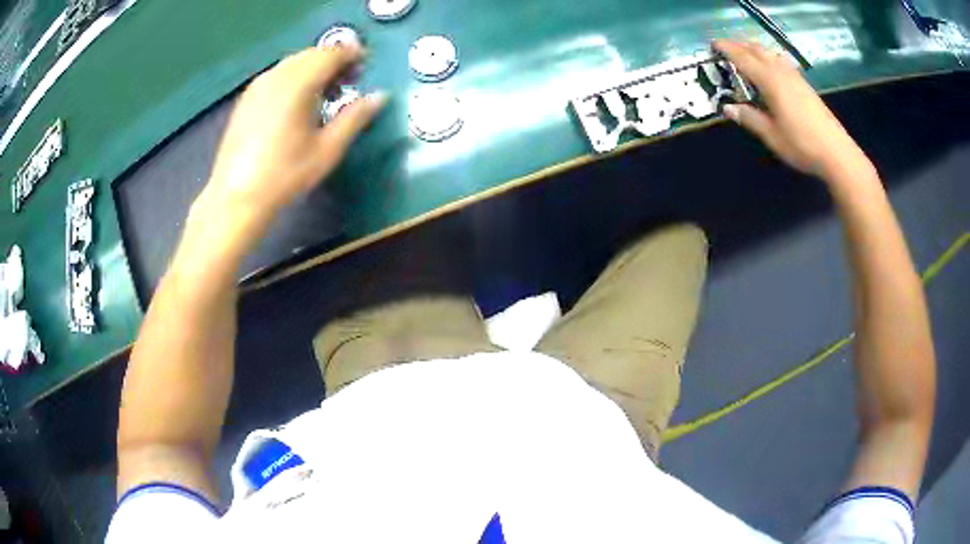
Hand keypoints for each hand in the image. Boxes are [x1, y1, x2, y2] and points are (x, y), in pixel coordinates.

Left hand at [199, 46, 385, 234]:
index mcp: (298, 84)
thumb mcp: (327, 149)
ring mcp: (258, 85)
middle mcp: (277, 76)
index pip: (331, 54)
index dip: (352, 54)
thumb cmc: (285, 175)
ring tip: (325, 90)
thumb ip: (355, 117)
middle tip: (349, 79)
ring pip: (293, 62)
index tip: (365, 64)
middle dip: (333, 59)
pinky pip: (277, 74)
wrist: (237, 197)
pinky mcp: (247, 98)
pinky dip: (294, 76)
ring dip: (314, 67)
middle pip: (311, 54)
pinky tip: (298, 99)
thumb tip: (380, 96)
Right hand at [713, 40, 869, 179]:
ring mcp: (795, 77)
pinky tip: (769, 67)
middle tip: (726, 48)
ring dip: (755, 50)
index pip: (743, 58)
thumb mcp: (772, 136)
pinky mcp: (805, 85)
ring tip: (745, 54)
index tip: (713, 44)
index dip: (727, 49)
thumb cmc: (802, 144)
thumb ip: (750, 118)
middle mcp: (781, 73)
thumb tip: (728, 108)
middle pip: (757, 50)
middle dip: (740, 45)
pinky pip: (781, 62)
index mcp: (770, 81)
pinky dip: (769, 58)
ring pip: (771, 54)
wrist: (836, 152)